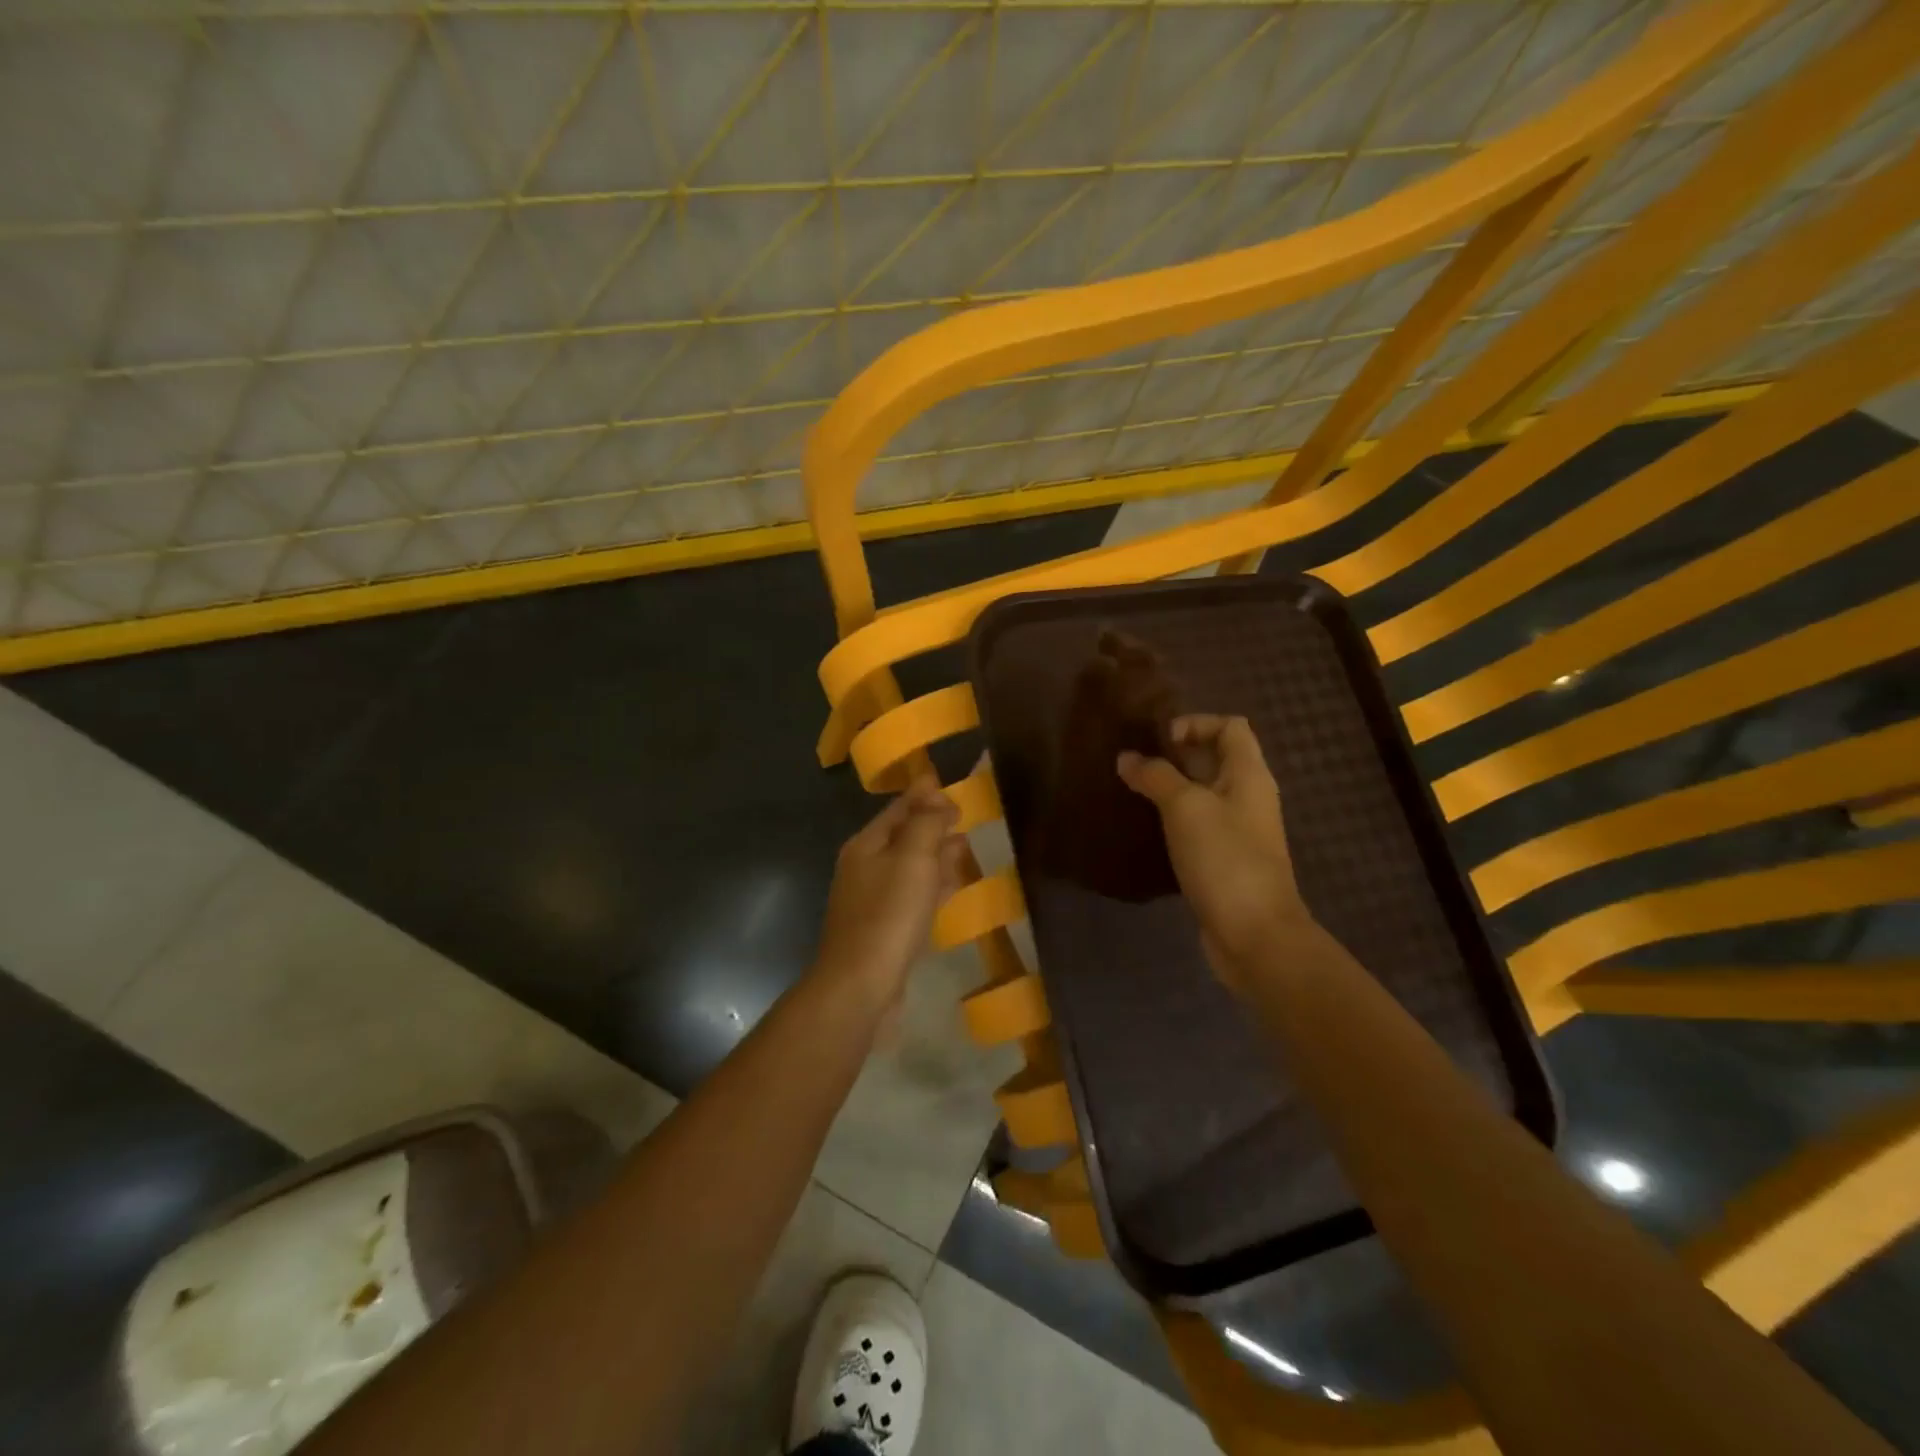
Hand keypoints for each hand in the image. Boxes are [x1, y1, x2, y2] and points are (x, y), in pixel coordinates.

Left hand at [814, 777, 965, 1006]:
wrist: (861, 986)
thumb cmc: (888, 914)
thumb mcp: (912, 858)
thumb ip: (926, 823)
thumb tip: (935, 795)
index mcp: (866, 845)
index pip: (898, 809)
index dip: (923, 795)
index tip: (949, 785)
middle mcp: (865, 868)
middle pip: (903, 836)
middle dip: (932, 823)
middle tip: (964, 815)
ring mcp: (874, 901)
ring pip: (911, 867)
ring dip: (937, 854)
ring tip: (966, 846)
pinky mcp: (886, 930)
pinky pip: (915, 896)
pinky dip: (935, 884)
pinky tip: (953, 886)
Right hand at [1117, 715, 1314, 982]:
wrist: (1254, 934)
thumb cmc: (1225, 859)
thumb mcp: (1185, 807)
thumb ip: (1155, 776)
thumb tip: (1127, 758)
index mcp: (1249, 775)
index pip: (1230, 727)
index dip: (1195, 724)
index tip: (1158, 741)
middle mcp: (1247, 797)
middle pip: (1214, 758)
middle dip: (1175, 755)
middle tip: (1133, 763)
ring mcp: (1237, 831)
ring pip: (1202, 793)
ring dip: (1170, 788)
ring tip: (1131, 791)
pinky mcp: (1223, 860)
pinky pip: (1197, 825)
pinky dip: (1172, 820)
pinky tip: (1145, 827)